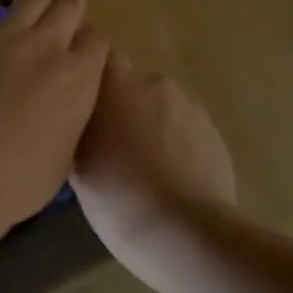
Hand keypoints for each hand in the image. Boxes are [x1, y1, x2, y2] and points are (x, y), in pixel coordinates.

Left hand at [0, 0, 109, 230]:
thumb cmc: (20, 177)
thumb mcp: (62, 158)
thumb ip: (66, 126)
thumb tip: (61, 118)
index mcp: (80, 79)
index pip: (96, 45)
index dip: (93, 41)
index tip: (89, 44)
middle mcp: (48, 48)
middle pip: (68, 12)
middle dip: (74, 3)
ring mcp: (5, 37)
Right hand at [72, 55, 235, 262]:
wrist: (186, 233)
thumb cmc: (118, 197)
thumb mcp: (77, 168)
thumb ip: (77, 131)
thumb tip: (78, 123)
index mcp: (116, 85)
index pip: (99, 60)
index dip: (93, 82)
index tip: (85, 108)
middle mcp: (154, 84)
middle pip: (132, 88)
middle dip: (124, 110)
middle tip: (113, 149)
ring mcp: (190, 108)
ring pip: (162, 110)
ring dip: (152, 128)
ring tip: (146, 171)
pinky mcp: (215, 134)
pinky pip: (186, 132)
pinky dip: (177, 147)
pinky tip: (172, 181)